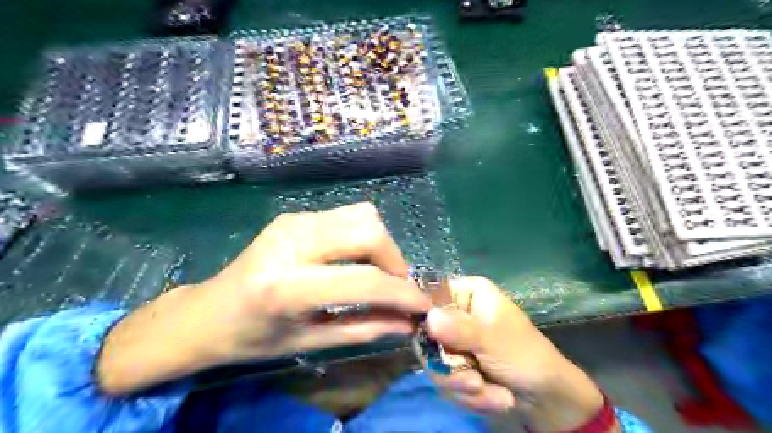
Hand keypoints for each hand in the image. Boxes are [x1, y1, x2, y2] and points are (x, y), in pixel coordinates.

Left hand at [96, 204, 431, 396]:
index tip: (422, 305)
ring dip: (380, 246)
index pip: (363, 279)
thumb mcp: (309, 343)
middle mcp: (291, 241)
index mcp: (286, 285)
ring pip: (362, 215)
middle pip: (367, 230)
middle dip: (394, 259)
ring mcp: (293, 221)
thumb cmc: (252, 338)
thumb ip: (364, 330)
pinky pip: (347, 216)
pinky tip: (354, 261)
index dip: (401, 292)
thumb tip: (408, 324)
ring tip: (377, 274)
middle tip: (395, 286)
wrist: (207, 313)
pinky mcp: (295, 216)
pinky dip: (363, 237)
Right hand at [425, 278, 612, 432]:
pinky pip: (446, 381)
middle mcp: (457, 313)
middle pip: (427, 335)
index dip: (423, 318)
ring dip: (465, 387)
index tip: (430, 342)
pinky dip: (471, 397)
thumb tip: (428, 318)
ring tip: (497, 396)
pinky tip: (497, 399)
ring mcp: (456, 341)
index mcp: (467, 294)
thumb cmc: (527, 357)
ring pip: (435, 363)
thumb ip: (460, 330)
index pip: (430, 296)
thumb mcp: (494, 341)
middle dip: (452, 369)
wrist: (550, 399)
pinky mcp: (457, 365)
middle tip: (474, 383)